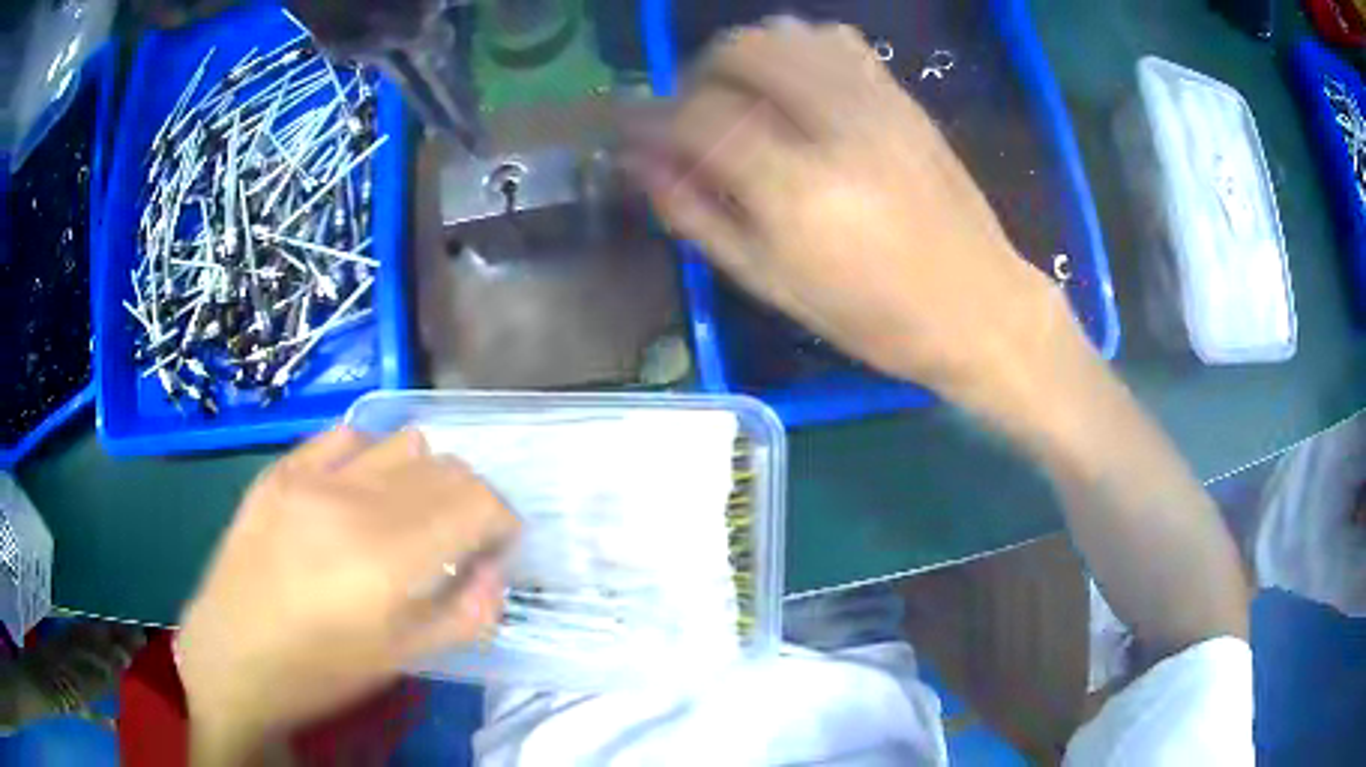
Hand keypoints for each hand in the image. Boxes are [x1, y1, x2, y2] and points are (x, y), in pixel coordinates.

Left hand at [177, 427, 517, 763]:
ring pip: (402, 440)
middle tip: (459, 536)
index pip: (477, 502)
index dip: (501, 519)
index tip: (498, 544)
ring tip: (409, 512)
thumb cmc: (322, 671)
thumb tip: (494, 569)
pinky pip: (344, 436)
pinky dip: (371, 456)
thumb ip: (467, 614)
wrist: (232, 656)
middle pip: (446, 467)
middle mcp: (354, 502)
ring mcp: (311, 477)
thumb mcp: (403, 660)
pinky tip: (361, 490)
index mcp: (390, 559)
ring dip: (425, 474)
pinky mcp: (280, 469)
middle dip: (470, 499)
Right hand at [623, 18, 1073, 409]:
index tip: (632, 132)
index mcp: (797, 188)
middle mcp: (835, 125)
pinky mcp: (902, 96)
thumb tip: (642, 165)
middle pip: (741, 51)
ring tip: (742, 99)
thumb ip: (699, 215)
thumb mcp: (772, 283)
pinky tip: (795, 87)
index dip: (651, 119)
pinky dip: (796, 50)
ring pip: (786, 33)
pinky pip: (834, 40)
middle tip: (693, 115)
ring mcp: (875, 102)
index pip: (698, 117)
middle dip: (698, 74)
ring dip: (745, 56)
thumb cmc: (874, 317)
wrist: (979, 305)